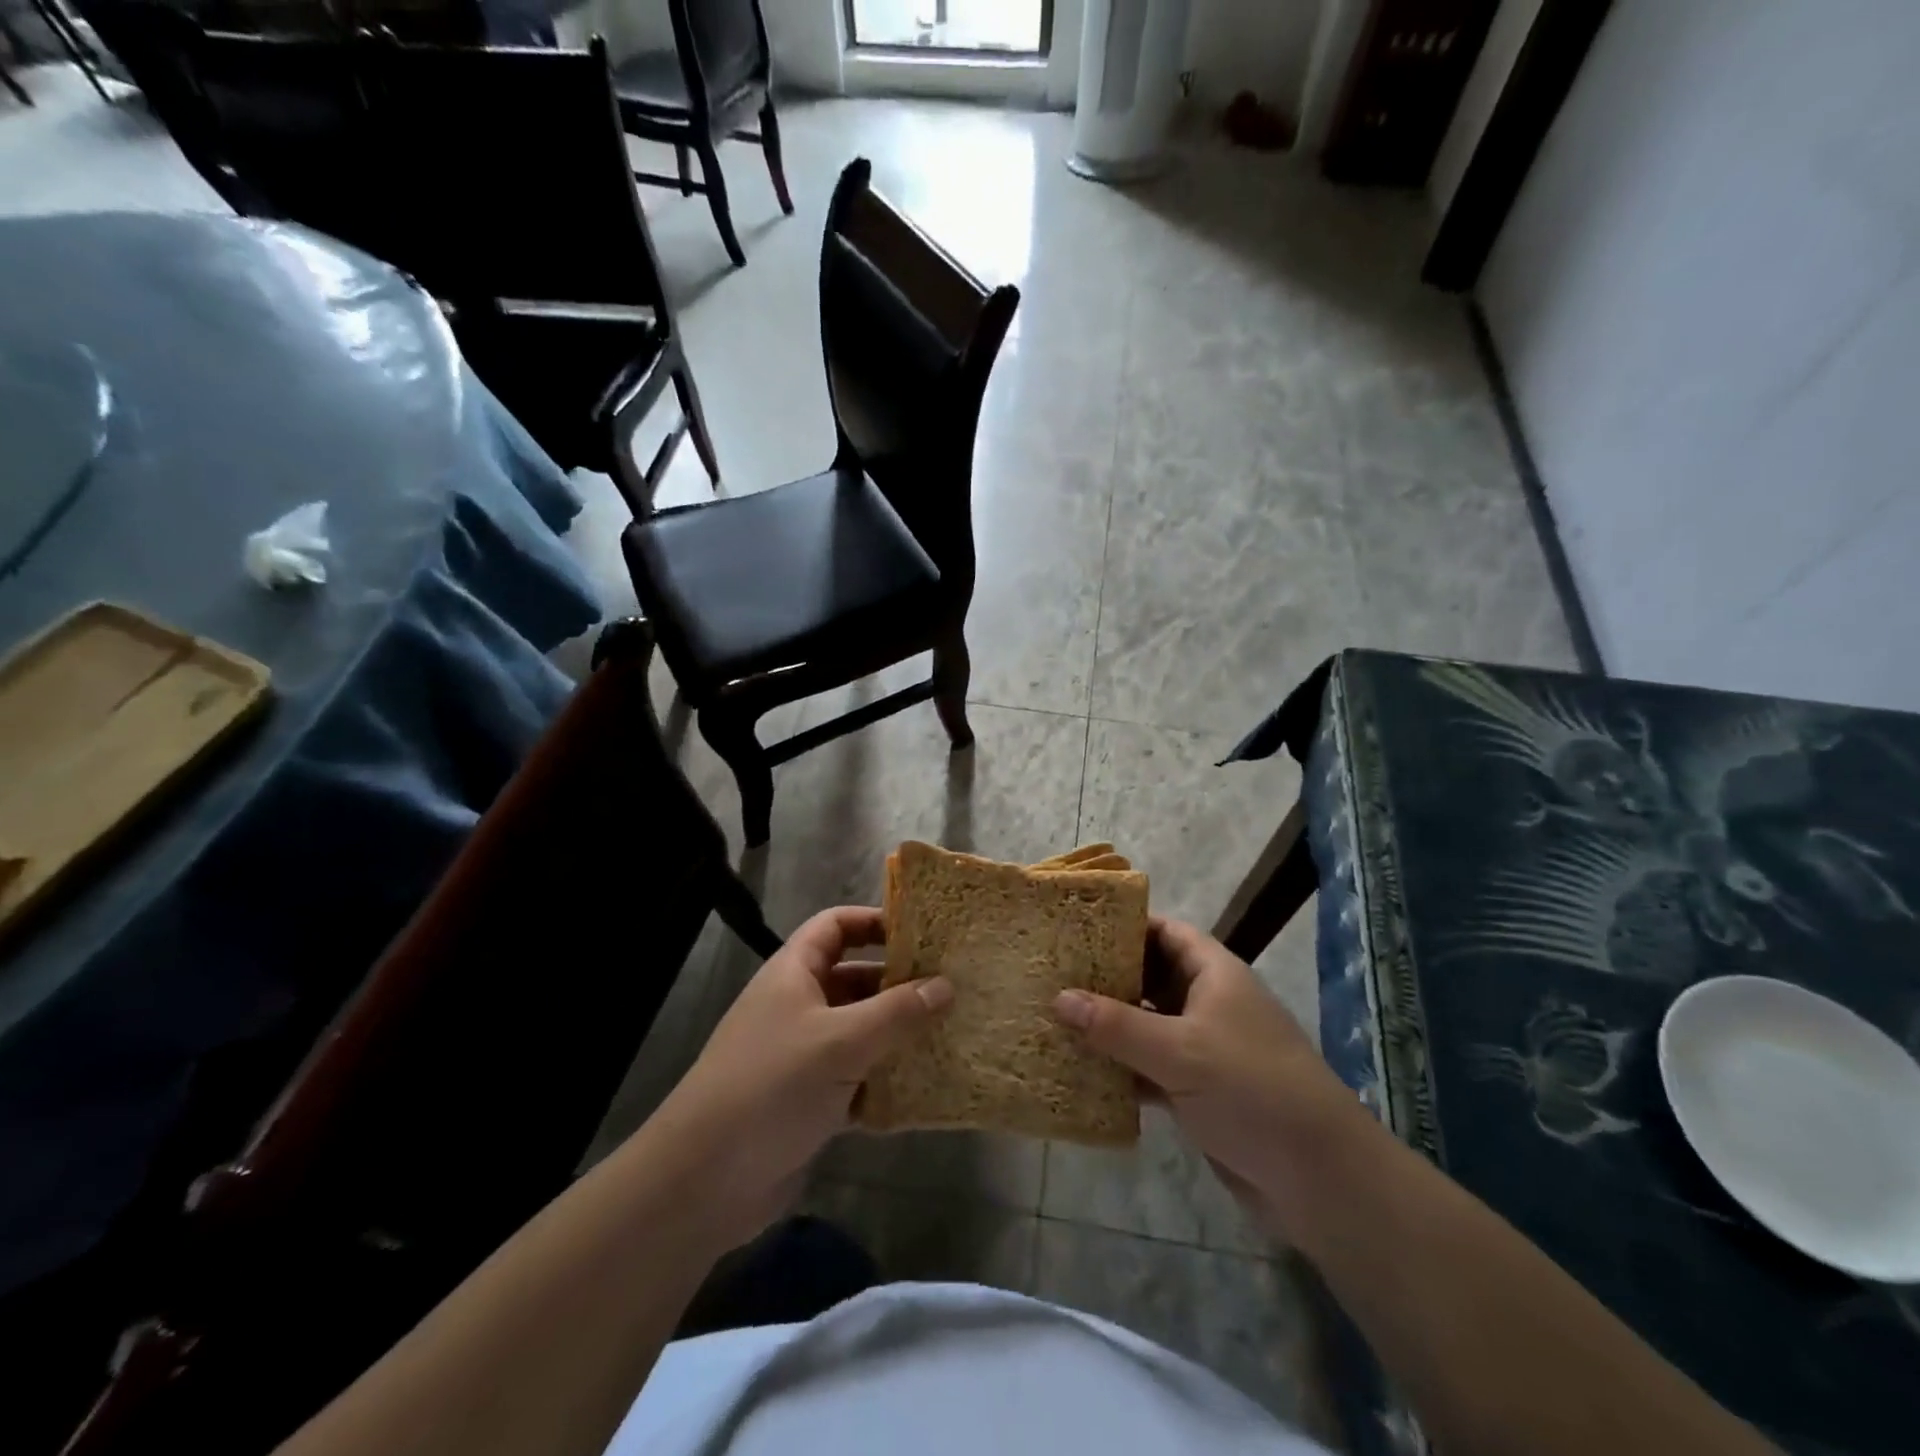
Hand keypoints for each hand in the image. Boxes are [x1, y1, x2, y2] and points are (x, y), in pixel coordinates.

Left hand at [645, 906, 951, 1250]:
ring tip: (950, 1035)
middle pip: (854, 978)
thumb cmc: (772, 1086)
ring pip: (859, 1031)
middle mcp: (798, 1006)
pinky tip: (924, 1090)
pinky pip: (856, 1078)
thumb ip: (897, 1012)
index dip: (874, 921)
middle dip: (898, 983)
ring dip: (897, 1034)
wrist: (704, 1181)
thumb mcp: (841, 1042)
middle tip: (952, 988)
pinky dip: (885, 1081)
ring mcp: (802, 1055)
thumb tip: (946, 985)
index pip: (835, 925)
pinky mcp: (809, 1101)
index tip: (922, 933)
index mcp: (794, 973)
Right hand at [1052, 917, 1364, 1238]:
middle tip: (1053, 975)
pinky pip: (1150, 1068)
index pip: (1165, 932)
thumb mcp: (1179, 1051)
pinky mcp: (1198, 1091)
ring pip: (1146, 1025)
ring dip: (1108, 1027)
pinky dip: (1121, 1070)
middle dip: (1106, 978)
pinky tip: (1081, 1073)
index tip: (1076, 928)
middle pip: (1150, 977)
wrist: (1319, 1179)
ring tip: (1054, 1019)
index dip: (1124, 925)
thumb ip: (1117, 1025)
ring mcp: (1204, 1049)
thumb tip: (1058, 997)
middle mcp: (1208, 1003)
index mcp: (1214, 974)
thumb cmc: (1252, 1089)